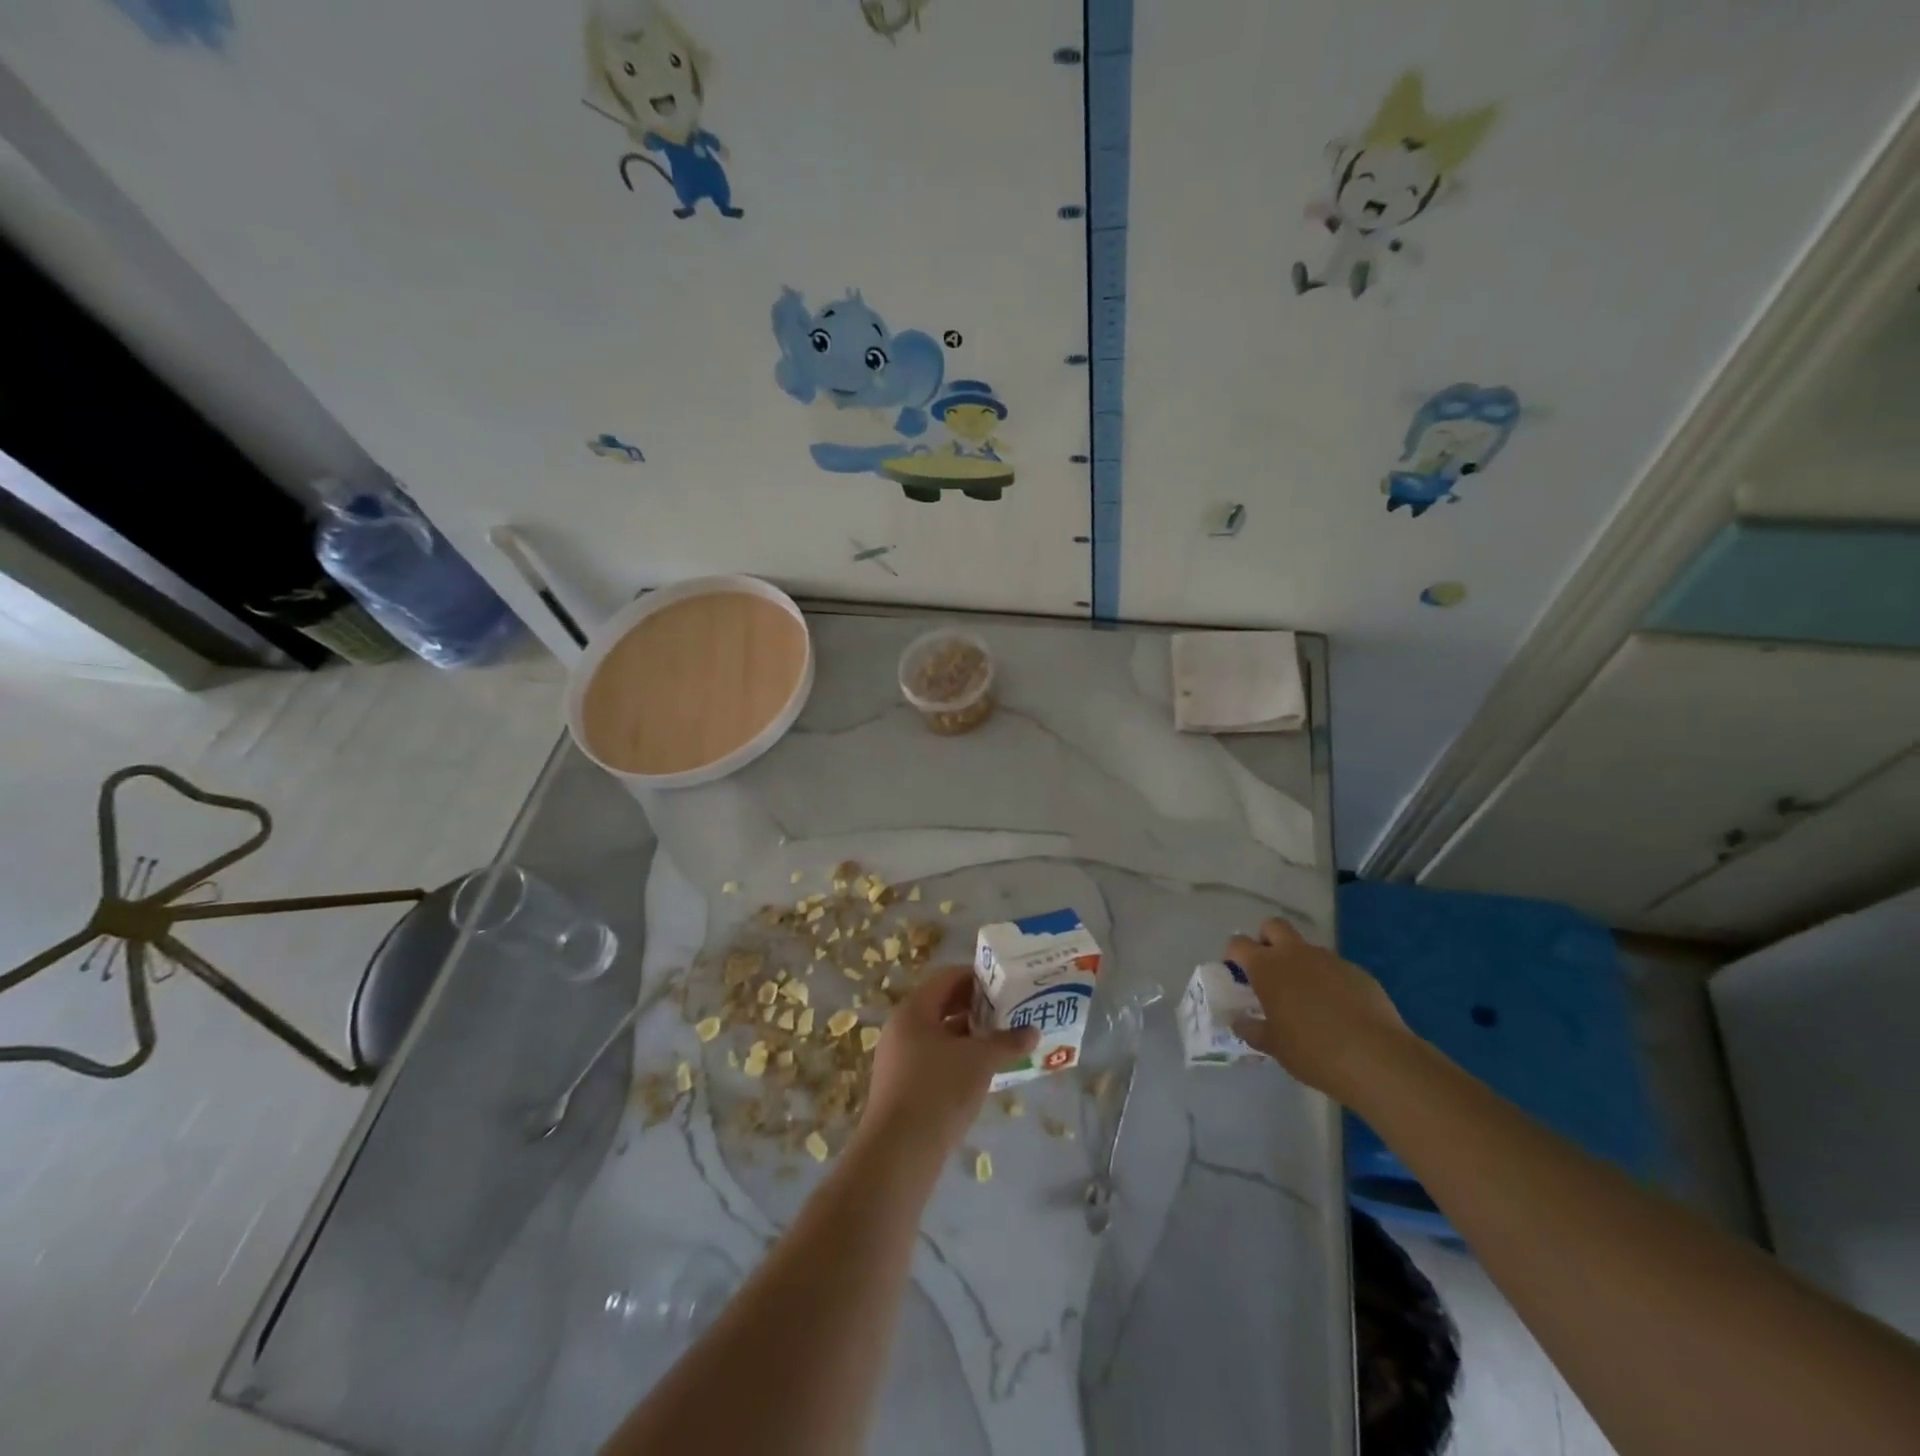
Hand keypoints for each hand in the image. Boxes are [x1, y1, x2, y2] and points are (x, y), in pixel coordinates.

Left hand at [858, 965, 1036, 1158]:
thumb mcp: (980, 1061)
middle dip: (977, 1008)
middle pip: (943, 1005)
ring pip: (940, 1035)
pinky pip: (935, 1059)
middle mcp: (901, 1028)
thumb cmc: (939, 1091)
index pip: (947, 978)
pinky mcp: (902, 1087)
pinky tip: (983, 1072)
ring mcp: (899, 1059)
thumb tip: (1033, 1031)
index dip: (977, 977)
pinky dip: (959, 1058)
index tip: (1005, 983)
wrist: (899, 1153)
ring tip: (1003, 1041)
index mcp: (914, 1010)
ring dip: (970, 1035)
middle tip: (1009, 1011)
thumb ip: (1007, 1041)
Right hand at [1226, 918, 1409, 1103]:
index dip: (1234, 955)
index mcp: (1267, 967)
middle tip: (1269, 971)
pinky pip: (1335, 968)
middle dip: (1266, 941)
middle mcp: (1296, 954)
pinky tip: (1338, 1011)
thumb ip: (1251, 1029)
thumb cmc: (1313, 1051)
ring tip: (1307, 999)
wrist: (1377, 1060)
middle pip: (1273, 926)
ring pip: (1307, 948)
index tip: (1238, 976)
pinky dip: (1329, 981)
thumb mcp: (1273, 1046)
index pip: (1238, 944)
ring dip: (1300, 963)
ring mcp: (1330, 960)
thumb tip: (1239, 1021)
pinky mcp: (1358, 972)